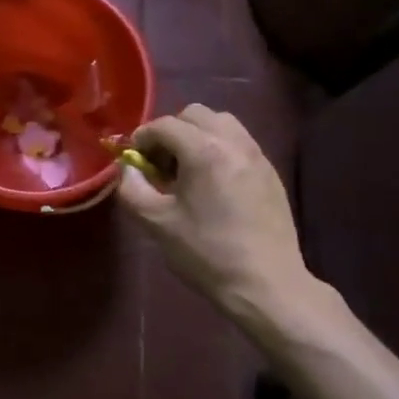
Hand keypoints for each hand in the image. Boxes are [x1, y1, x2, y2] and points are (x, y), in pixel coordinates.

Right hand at [117, 105, 312, 323]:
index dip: (142, 139)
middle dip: (171, 132)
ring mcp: (257, 155)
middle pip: (195, 115)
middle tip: (161, 165)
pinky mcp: (270, 172)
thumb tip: (128, 168)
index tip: (134, 161)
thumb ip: (132, 188)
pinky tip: (212, 184)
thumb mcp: (157, 223)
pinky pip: (239, 143)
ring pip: (221, 124)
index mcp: (204, 151)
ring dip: (197, 136)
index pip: (164, 125)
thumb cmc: (206, 254)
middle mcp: (234, 142)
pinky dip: (219, 149)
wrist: (265, 283)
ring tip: (187, 171)